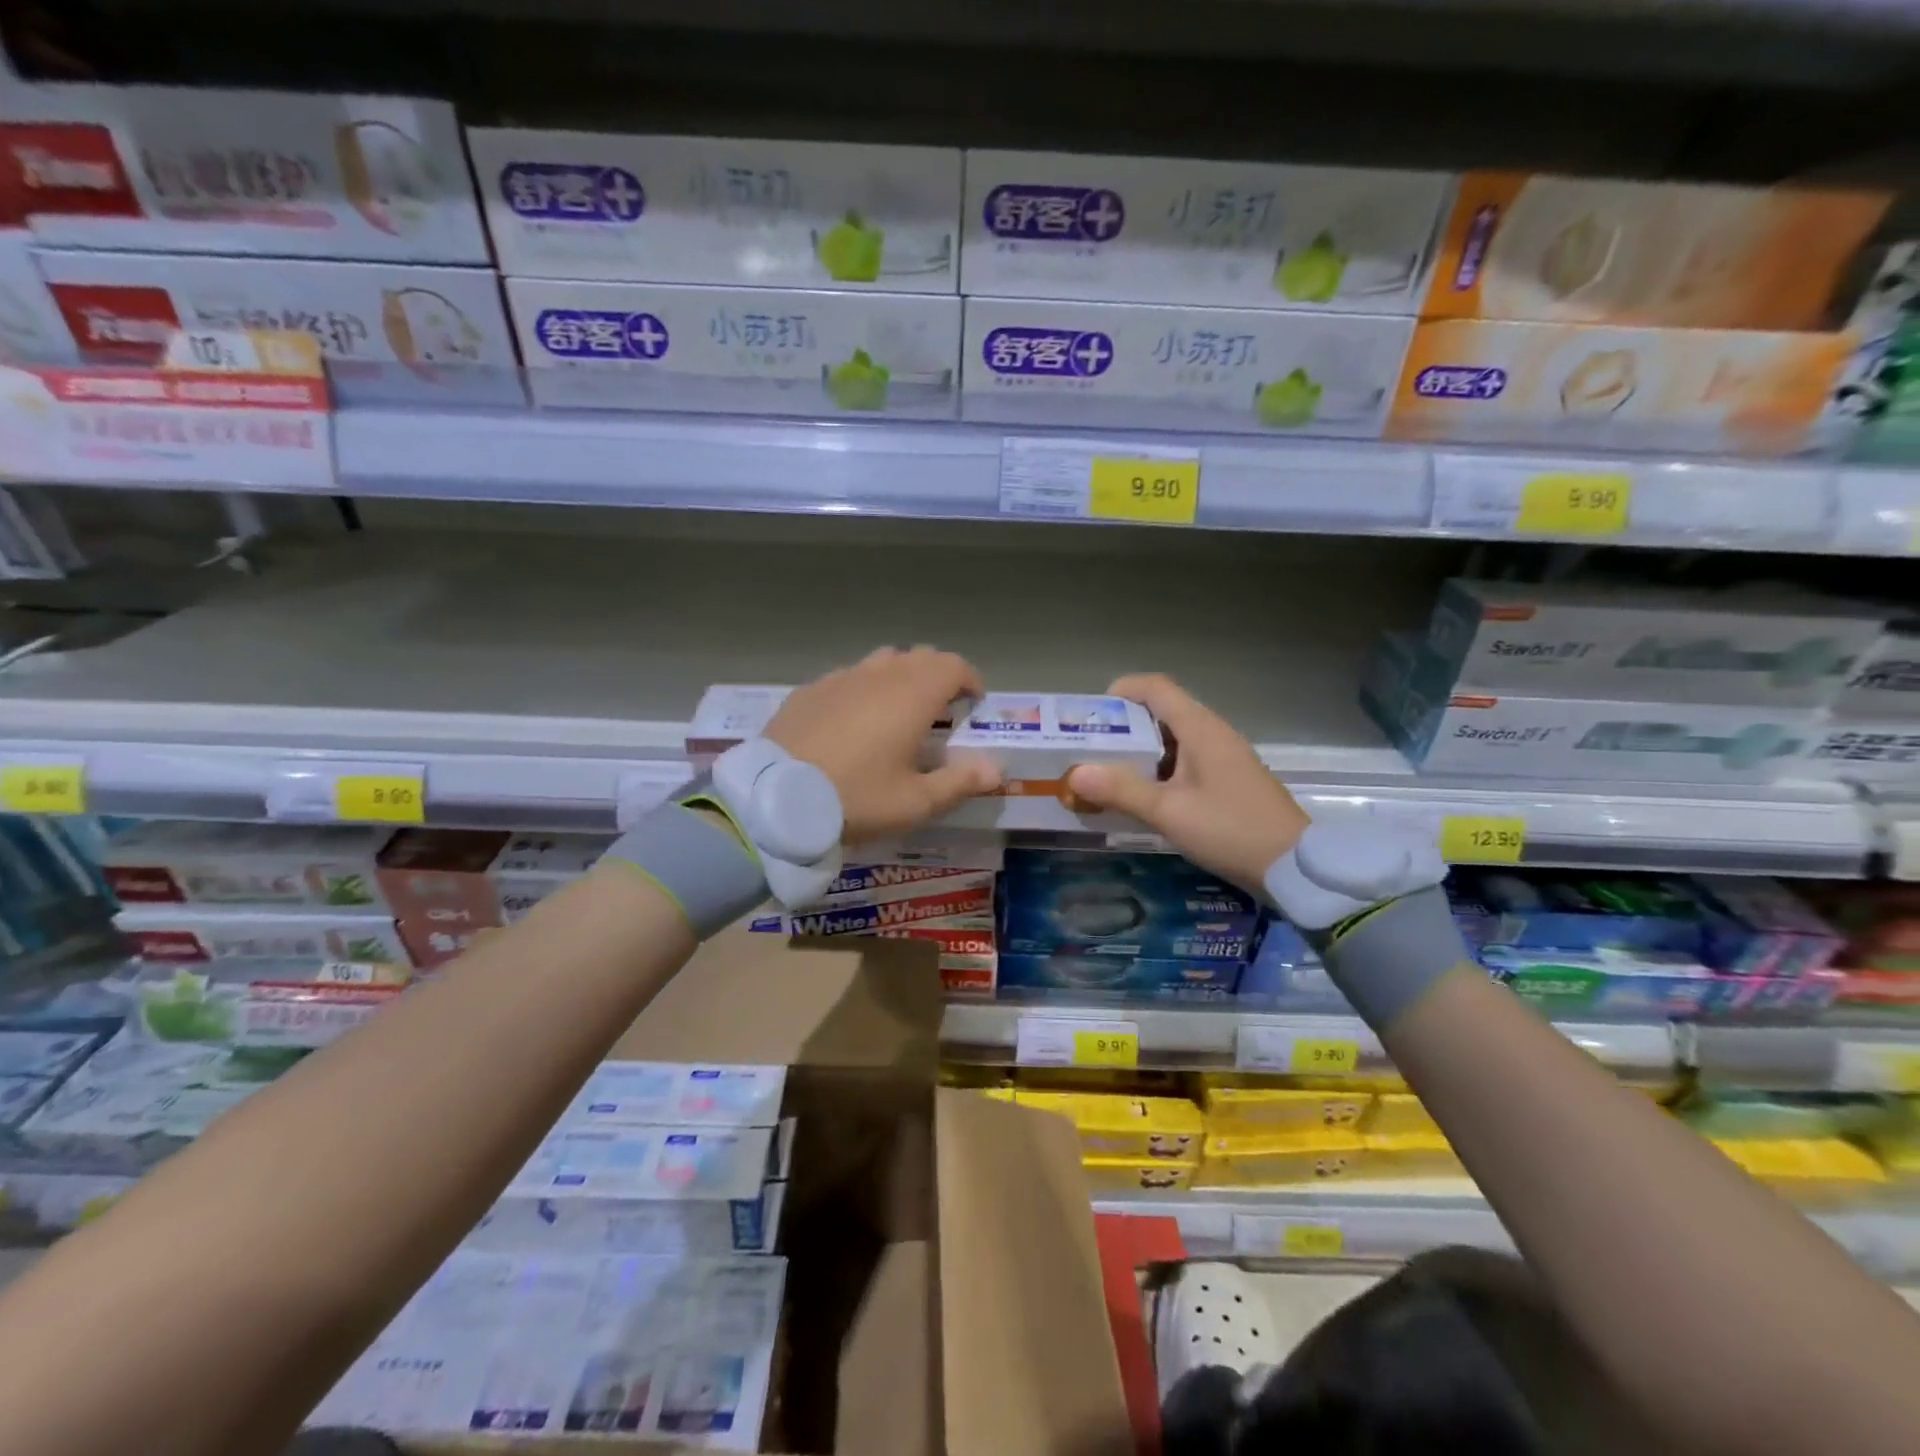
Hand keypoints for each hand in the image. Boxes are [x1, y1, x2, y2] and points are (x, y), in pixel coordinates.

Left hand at [766, 646, 1002, 844]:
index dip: (969, 680)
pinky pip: (846, 678)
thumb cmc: (857, 799)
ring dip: (899, 678)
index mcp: (911, 695)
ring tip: (896, 712)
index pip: (953, 665)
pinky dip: (861, 690)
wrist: (775, 801)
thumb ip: (960, 782)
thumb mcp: (915, 802)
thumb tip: (996, 769)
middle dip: (937, 676)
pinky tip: (851, 722)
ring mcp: (839, 679)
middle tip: (940, 711)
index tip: (973, 704)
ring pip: (880, 662)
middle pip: (919, 657)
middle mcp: (878, 675)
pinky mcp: (808, 691)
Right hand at [1066, 674, 1309, 889]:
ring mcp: (1224, 757)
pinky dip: (1159, 769)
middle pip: (1162, 711)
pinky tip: (1143, 796)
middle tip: (1090, 750)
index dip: (1121, 692)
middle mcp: (1213, 733)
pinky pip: (1186, 760)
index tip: (1091, 716)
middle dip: (1123, 726)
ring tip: (1108, 774)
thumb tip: (1074, 773)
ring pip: (1173, 739)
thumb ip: (1121, 790)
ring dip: (1140, 751)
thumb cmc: (1230, 829)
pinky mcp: (1229, 779)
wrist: (1295, 866)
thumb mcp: (1169, 811)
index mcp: (1200, 728)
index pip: (1156, 688)